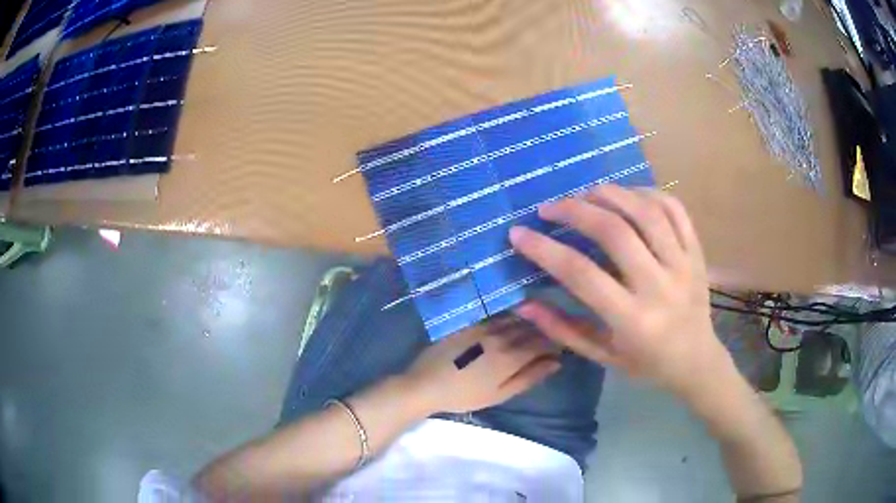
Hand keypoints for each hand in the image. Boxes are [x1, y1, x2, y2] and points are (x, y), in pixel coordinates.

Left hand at [402, 317, 560, 413]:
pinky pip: (496, 317)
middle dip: (542, 333)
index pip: (543, 343)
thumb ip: (529, 377)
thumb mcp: (500, 394)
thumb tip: (555, 363)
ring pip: (515, 320)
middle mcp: (501, 336)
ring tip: (530, 332)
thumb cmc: (465, 396)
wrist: (426, 384)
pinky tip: (508, 325)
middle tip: (547, 341)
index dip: (554, 344)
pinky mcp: (470, 323)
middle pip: (530, 329)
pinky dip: (508, 320)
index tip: (558, 349)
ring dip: (527, 324)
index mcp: (511, 357)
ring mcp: (484, 327)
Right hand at [509, 184, 731, 400]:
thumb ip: (563, 330)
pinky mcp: (697, 252)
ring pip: (646, 212)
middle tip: (550, 207)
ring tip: (585, 193)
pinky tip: (628, 195)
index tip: (519, 234)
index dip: (545, 250)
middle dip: (575, 211)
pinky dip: (648, 193)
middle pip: (615, 232)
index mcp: (633, 320)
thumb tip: (524, 304)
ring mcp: (683, 265)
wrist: (697, 361)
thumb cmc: (646, 363)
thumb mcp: (602, 356)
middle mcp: (660, 287)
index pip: (582, 275)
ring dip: (611, 194)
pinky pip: (675, 209)